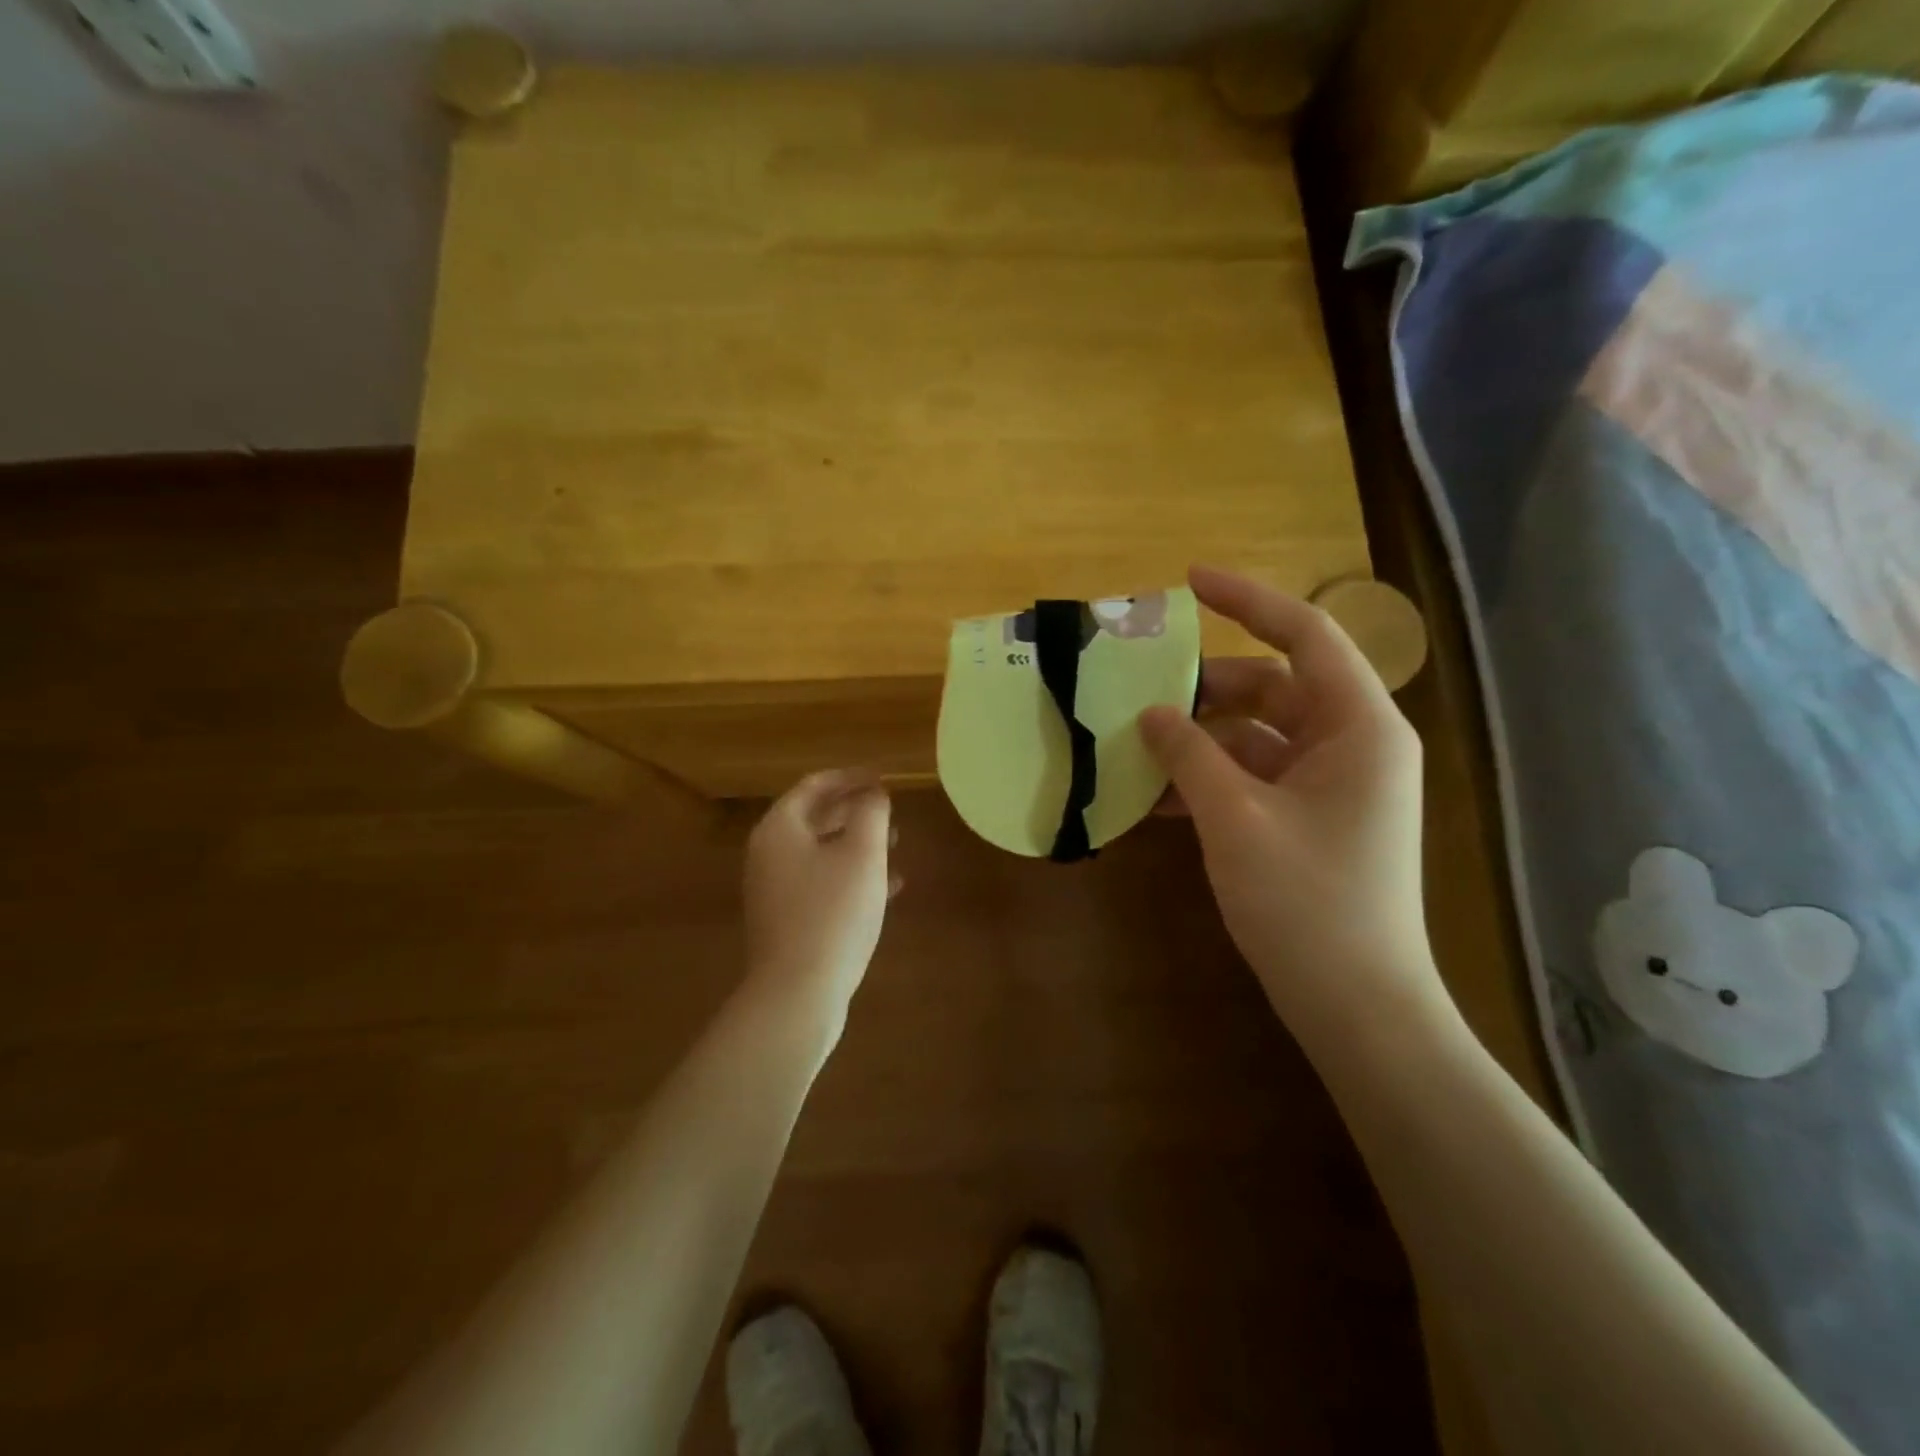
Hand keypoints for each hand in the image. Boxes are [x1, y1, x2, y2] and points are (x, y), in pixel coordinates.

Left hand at [742, 770, 898, 1036]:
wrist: (797, 992)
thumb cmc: (832, 912)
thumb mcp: (862, 854)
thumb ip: (871, 813)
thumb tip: (874, 793)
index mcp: (780, 828)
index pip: (814, 785)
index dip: (851, 777)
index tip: (883, 778)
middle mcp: (769, 853)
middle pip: (815, 817)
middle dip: (855, 810)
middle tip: (891, 810)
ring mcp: (774, 889)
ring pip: (820, 851)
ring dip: (857, 843)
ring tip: (896, 844)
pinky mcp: (786, 918)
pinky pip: (821, 882)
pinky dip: (850, 875)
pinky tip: (888, 887)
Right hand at [1140, 566, 1451, 1050]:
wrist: (1357, 1005)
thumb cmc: (1306, 902)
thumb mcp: (1235, 820)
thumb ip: (1190, 755)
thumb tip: (1153, 714)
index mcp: (1357, 727)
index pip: (1306, 635)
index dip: (1247, 600)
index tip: (1188, 582)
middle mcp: (1353, 744)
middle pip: (1272, 688)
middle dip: (1204, 690)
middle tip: (1138, 691)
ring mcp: (1334, 785)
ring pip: (1257, 737)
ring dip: (1199, 742)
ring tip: (1134, 748)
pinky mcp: (1313, 819)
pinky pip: (1255, 779)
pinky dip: (1211, 781)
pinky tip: (1155, 800)